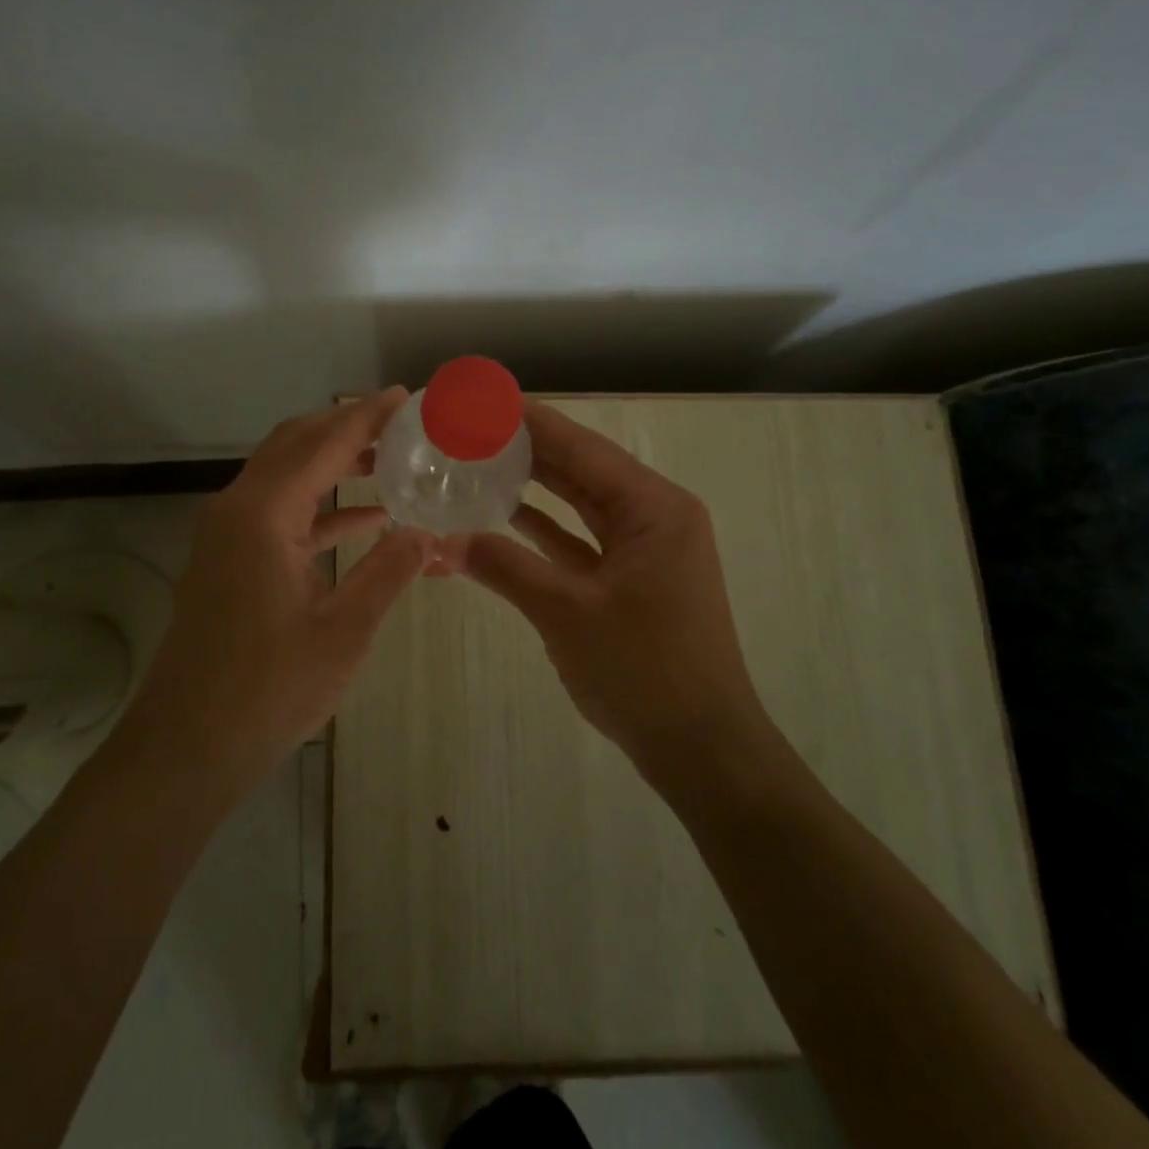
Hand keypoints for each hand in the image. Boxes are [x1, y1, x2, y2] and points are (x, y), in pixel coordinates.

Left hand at [128, 389, 437, 795]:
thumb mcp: (344, 630)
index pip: (322, 444)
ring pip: (285, 478)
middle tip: (400, 424)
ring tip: (391, 462)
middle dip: (346, 429)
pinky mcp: (228, 562)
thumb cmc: (268, 689)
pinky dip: (320, 509)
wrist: (187, 747)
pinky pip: (279, 516)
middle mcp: (237, 510)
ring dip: (333, 466)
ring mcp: (226, 536)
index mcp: (262, 514)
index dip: (366, 417)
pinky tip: (365, 519)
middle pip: (295, 446)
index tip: (404, 396)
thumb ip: (389, 571)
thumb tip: (430, 532)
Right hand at [460, 400, 770, 771]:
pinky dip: (545, 530)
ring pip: (580, 505)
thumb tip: (446, 540)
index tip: (486, 400)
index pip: (583, 448)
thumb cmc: (644, 672)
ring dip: (534, 488)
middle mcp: (654, 518)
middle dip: (528, 450)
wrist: (701, 749)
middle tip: (472, 429)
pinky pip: (581, 541)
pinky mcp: (631, 582)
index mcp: (654, 509)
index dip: (532, 421)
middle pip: (582, 470)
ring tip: (479, 462)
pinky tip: (503, 517)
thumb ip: (505, 567)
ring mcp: (644, 551)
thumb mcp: (567, 613)